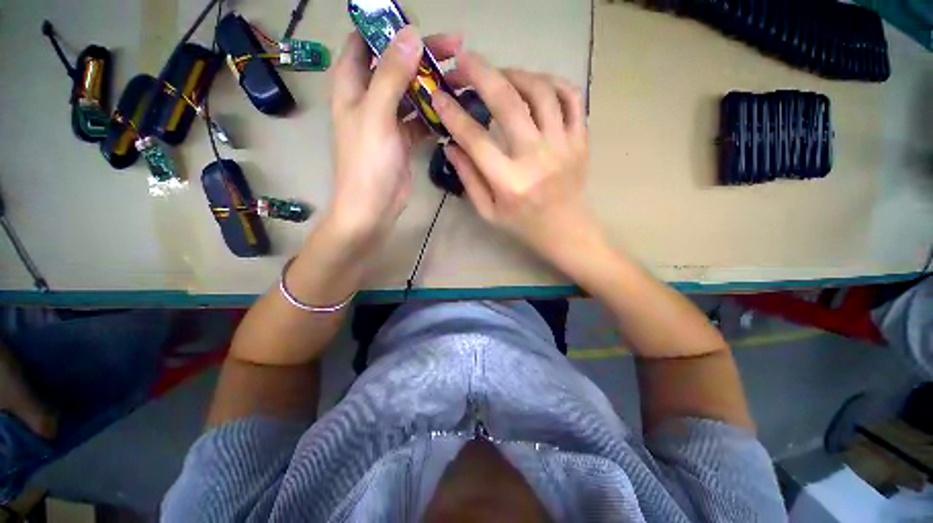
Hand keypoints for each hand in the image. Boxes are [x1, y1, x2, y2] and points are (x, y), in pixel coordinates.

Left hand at [328, 28, 461, 243]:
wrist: (373, 207)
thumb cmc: (367, 163)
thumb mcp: (376, 115)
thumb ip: (391, 75)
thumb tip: (411, 35)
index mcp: (352, 85)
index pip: (365, 42)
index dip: (387, 29)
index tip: (418, 25)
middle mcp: (369, 98)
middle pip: (396, 65)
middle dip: (422, 55)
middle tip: (455, 50)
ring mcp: (388, 119)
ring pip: (412, 92)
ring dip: (433, 85)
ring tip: (461, 80)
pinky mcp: (403, 139)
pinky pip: (420, 118)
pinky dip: (435, 113)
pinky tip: (453, 110)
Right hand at [432, 53, 591, 260]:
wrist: (565, 230)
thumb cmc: (523, 224)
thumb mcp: (489, 212)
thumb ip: (469, 179)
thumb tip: (451, 146)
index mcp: (509, 182)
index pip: (475, 139)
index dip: (453, 114)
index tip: (438, 95)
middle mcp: (536, 159)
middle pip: (508, 102)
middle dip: (480, 73)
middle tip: (464, 60)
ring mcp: (563, 145)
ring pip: (541, 90)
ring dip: (516, 73)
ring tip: (500, 75)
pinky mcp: (581, 139)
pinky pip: (572, 97)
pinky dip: (553, 82)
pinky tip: (536, 84)